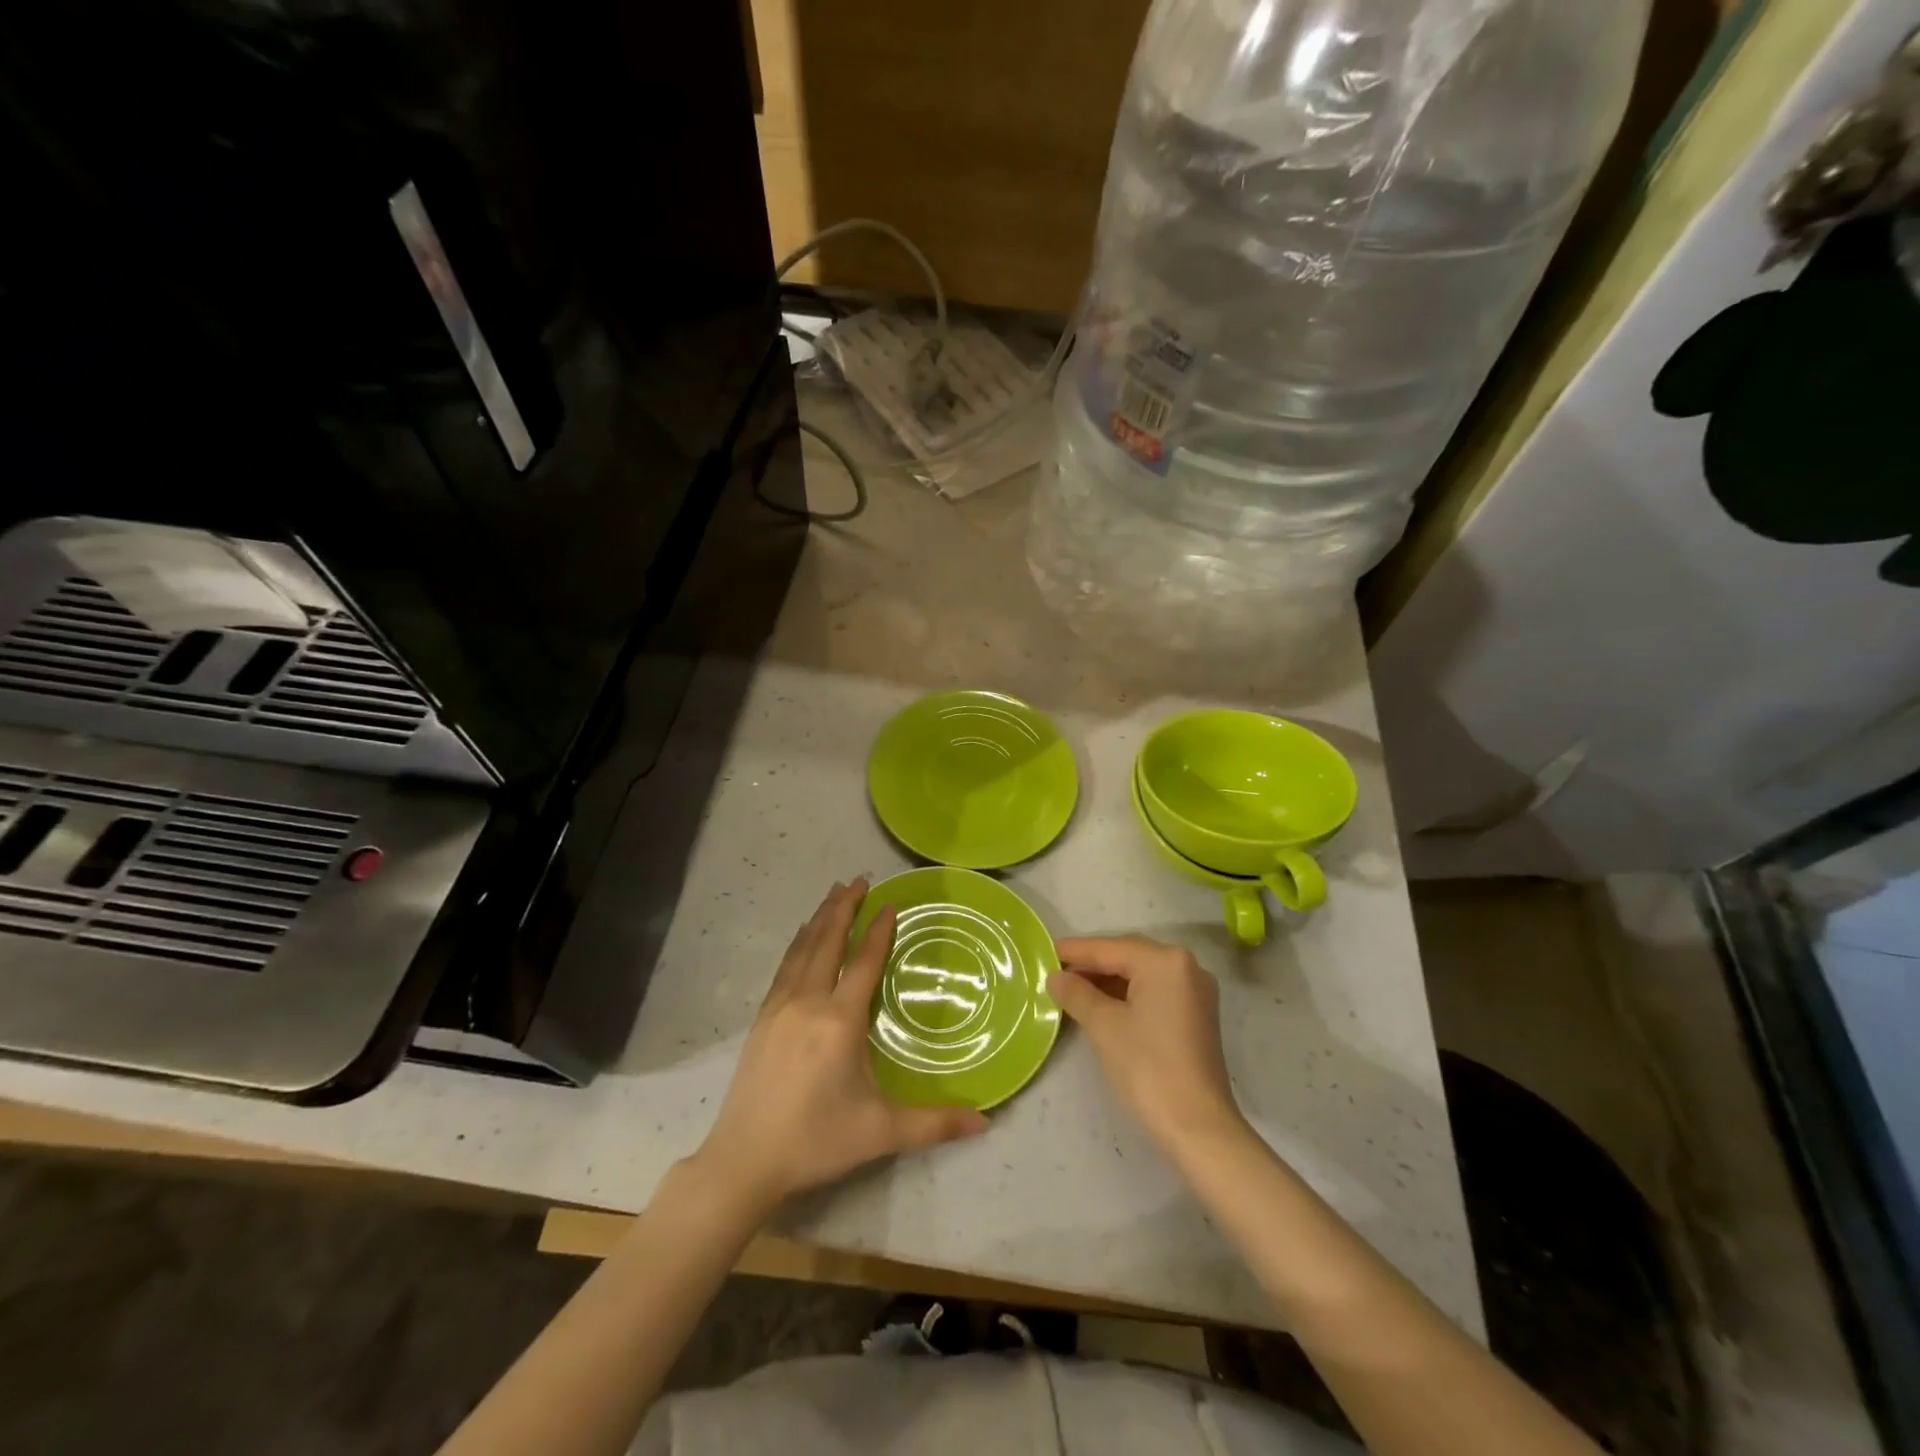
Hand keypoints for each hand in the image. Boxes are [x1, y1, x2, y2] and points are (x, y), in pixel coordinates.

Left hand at [693, 879, 987, 1215]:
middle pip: (828, 941)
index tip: (891, 902)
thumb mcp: (881, 1132)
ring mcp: (780, 1007)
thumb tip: (986, 1120)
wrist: (745, 1159)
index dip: (879, 930)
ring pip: (803, 948)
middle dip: (844, 908)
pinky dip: (798, 942)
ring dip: (820, 918)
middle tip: (859, 880)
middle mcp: (809, 1001)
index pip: (864, 961)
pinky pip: (785, 966)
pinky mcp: (763, 1018)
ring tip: (834, 894)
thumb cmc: (817, 1140)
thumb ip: (935, 1123)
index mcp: (839, 1020)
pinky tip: (802, 936)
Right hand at [1049, 936, 1245, 1157]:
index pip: (1110, 948)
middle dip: (1092, 964)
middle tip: (1056, 972)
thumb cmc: (1148, 1068)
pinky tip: (1102, 1005)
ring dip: (1108, 981)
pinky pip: (1155, 992)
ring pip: (1141, 975)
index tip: (1045, 950)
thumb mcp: (1104, 1026)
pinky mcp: (1196, 1016)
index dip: (1076, 951)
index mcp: (1165, 961)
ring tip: (1073, 990)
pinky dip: (1128, 995)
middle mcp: (1186, 967)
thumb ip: (1077, 994)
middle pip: (1128, 956)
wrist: (1198, 1128)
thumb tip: (1056, 977)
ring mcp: (1195, 992)